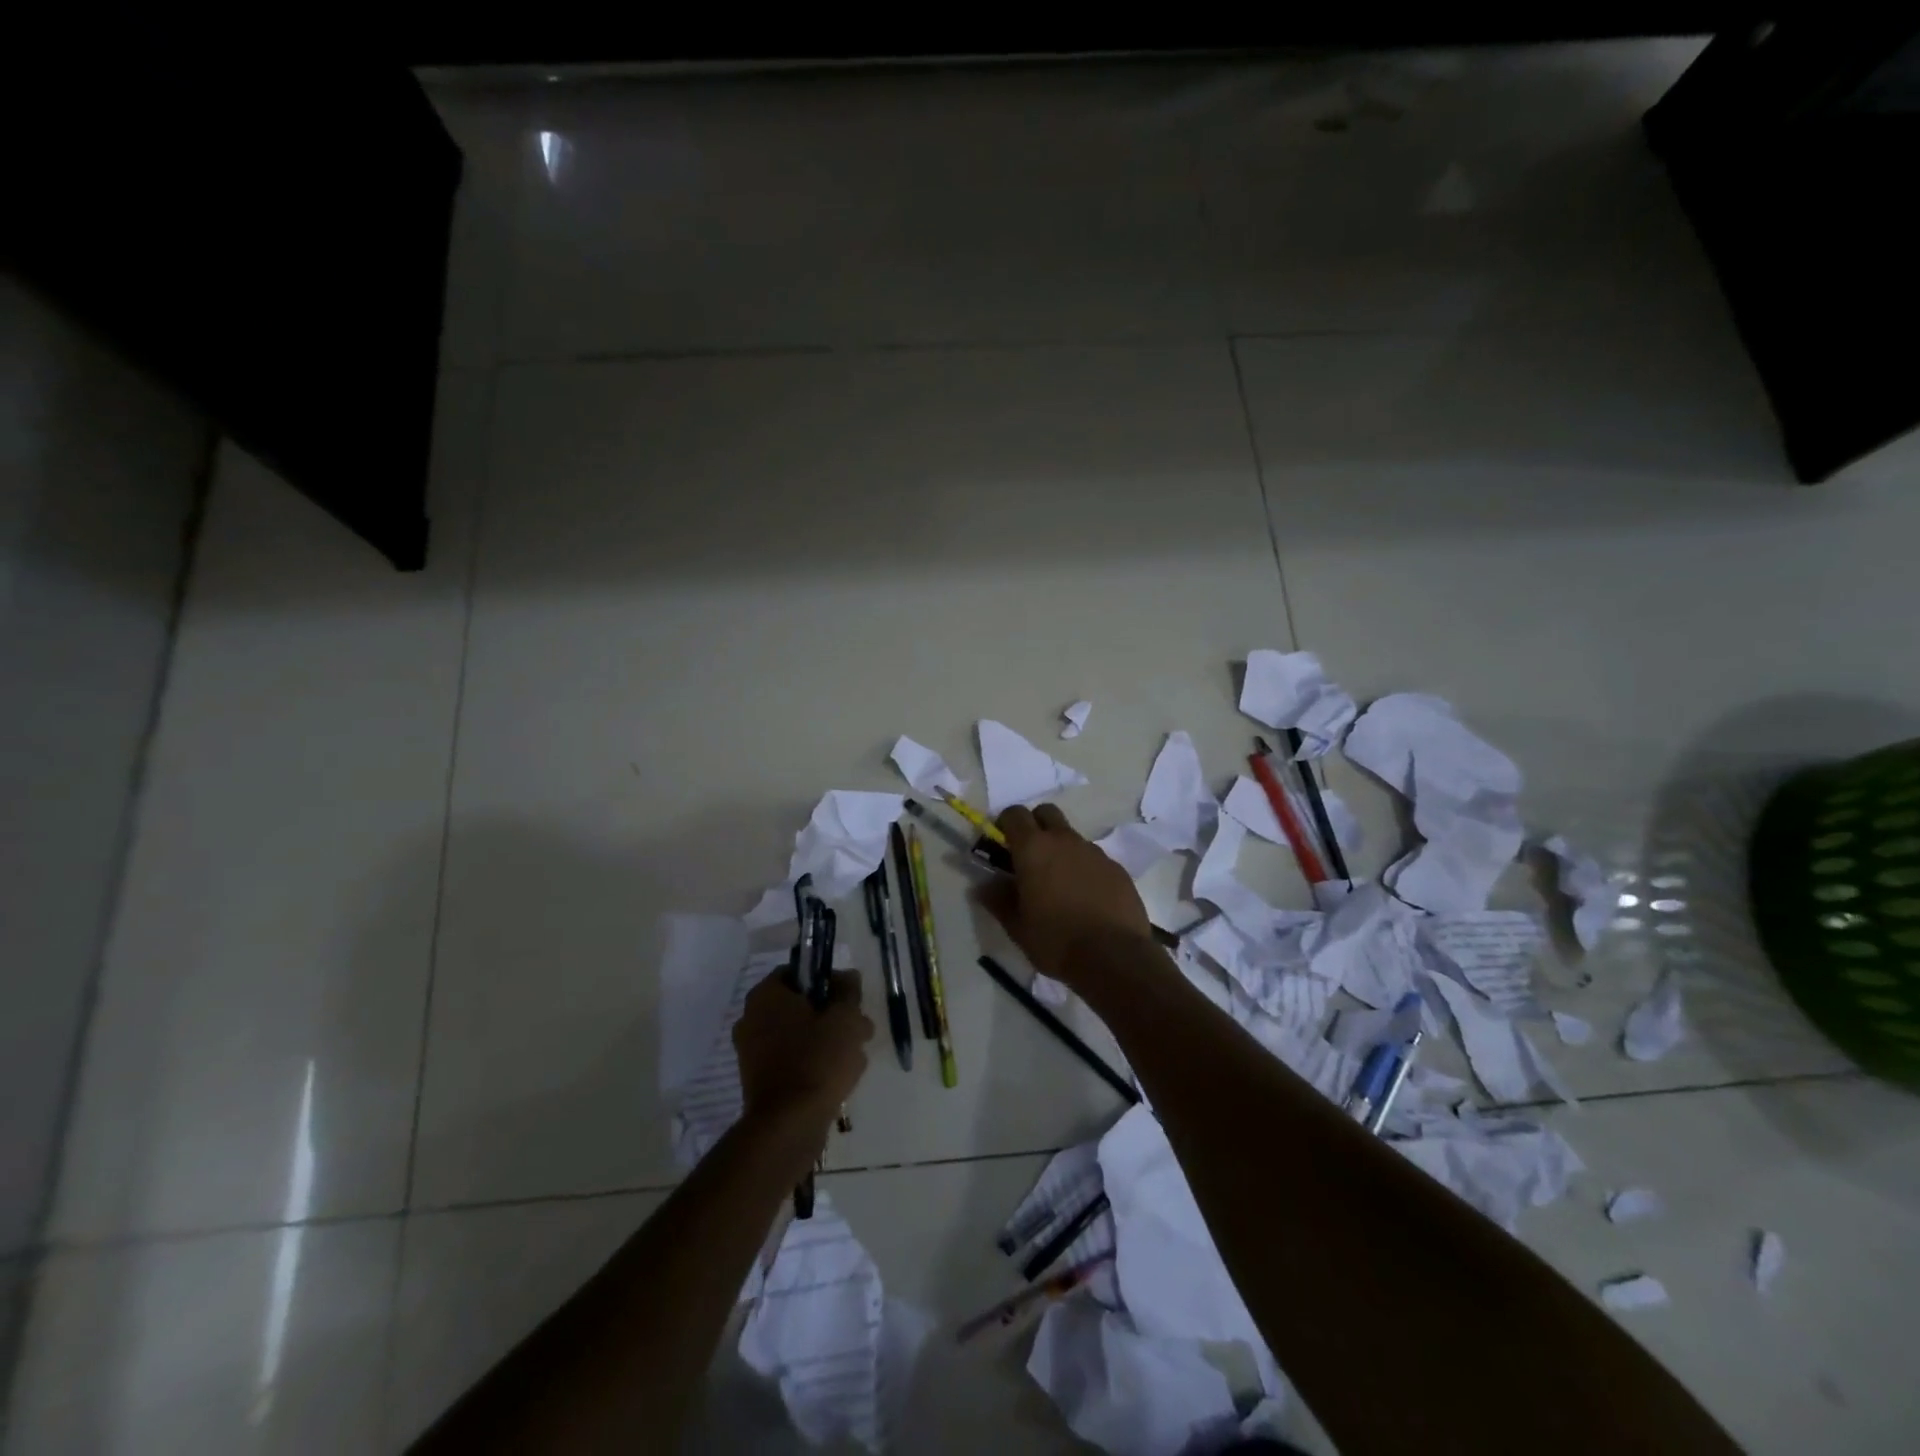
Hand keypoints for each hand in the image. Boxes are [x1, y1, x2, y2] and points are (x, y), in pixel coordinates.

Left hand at [733, 969, 872, 1131]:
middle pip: (801, 1004)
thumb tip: (846, 977)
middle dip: (832, 1014)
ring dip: (827, 1040)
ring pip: (799, 1034)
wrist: (789, 1125)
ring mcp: (752, 1052)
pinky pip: (791, 1059)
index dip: (829, 980)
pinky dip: (813, 1063)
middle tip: (858, 1028)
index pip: (800, 972)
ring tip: (855, 1057)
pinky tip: (838, 1076)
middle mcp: (751, 1018)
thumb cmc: (818, 1059)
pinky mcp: (758, 1080)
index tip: (850, 997)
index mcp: (766, 995)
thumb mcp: (845, 1016)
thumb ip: (848, 990)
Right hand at [981, 804, 1154, 985]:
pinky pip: (1094, 858)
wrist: (1114, 957)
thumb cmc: (1056, 940)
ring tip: (1059, 884)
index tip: (1001, 844)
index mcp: (1033, 849)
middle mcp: (1064, 840)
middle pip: (1046, 813)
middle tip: (1029, 856)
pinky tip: (1085, 898)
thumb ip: (998, 901)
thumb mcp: (1017, 927)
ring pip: (1071, 836)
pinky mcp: (1117, 868)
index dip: (1005, 824)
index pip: (1014, 814)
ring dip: (1061, 849)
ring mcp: (1094, 852)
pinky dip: (1084, 868)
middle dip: (1035, 825)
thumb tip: (983, 886)